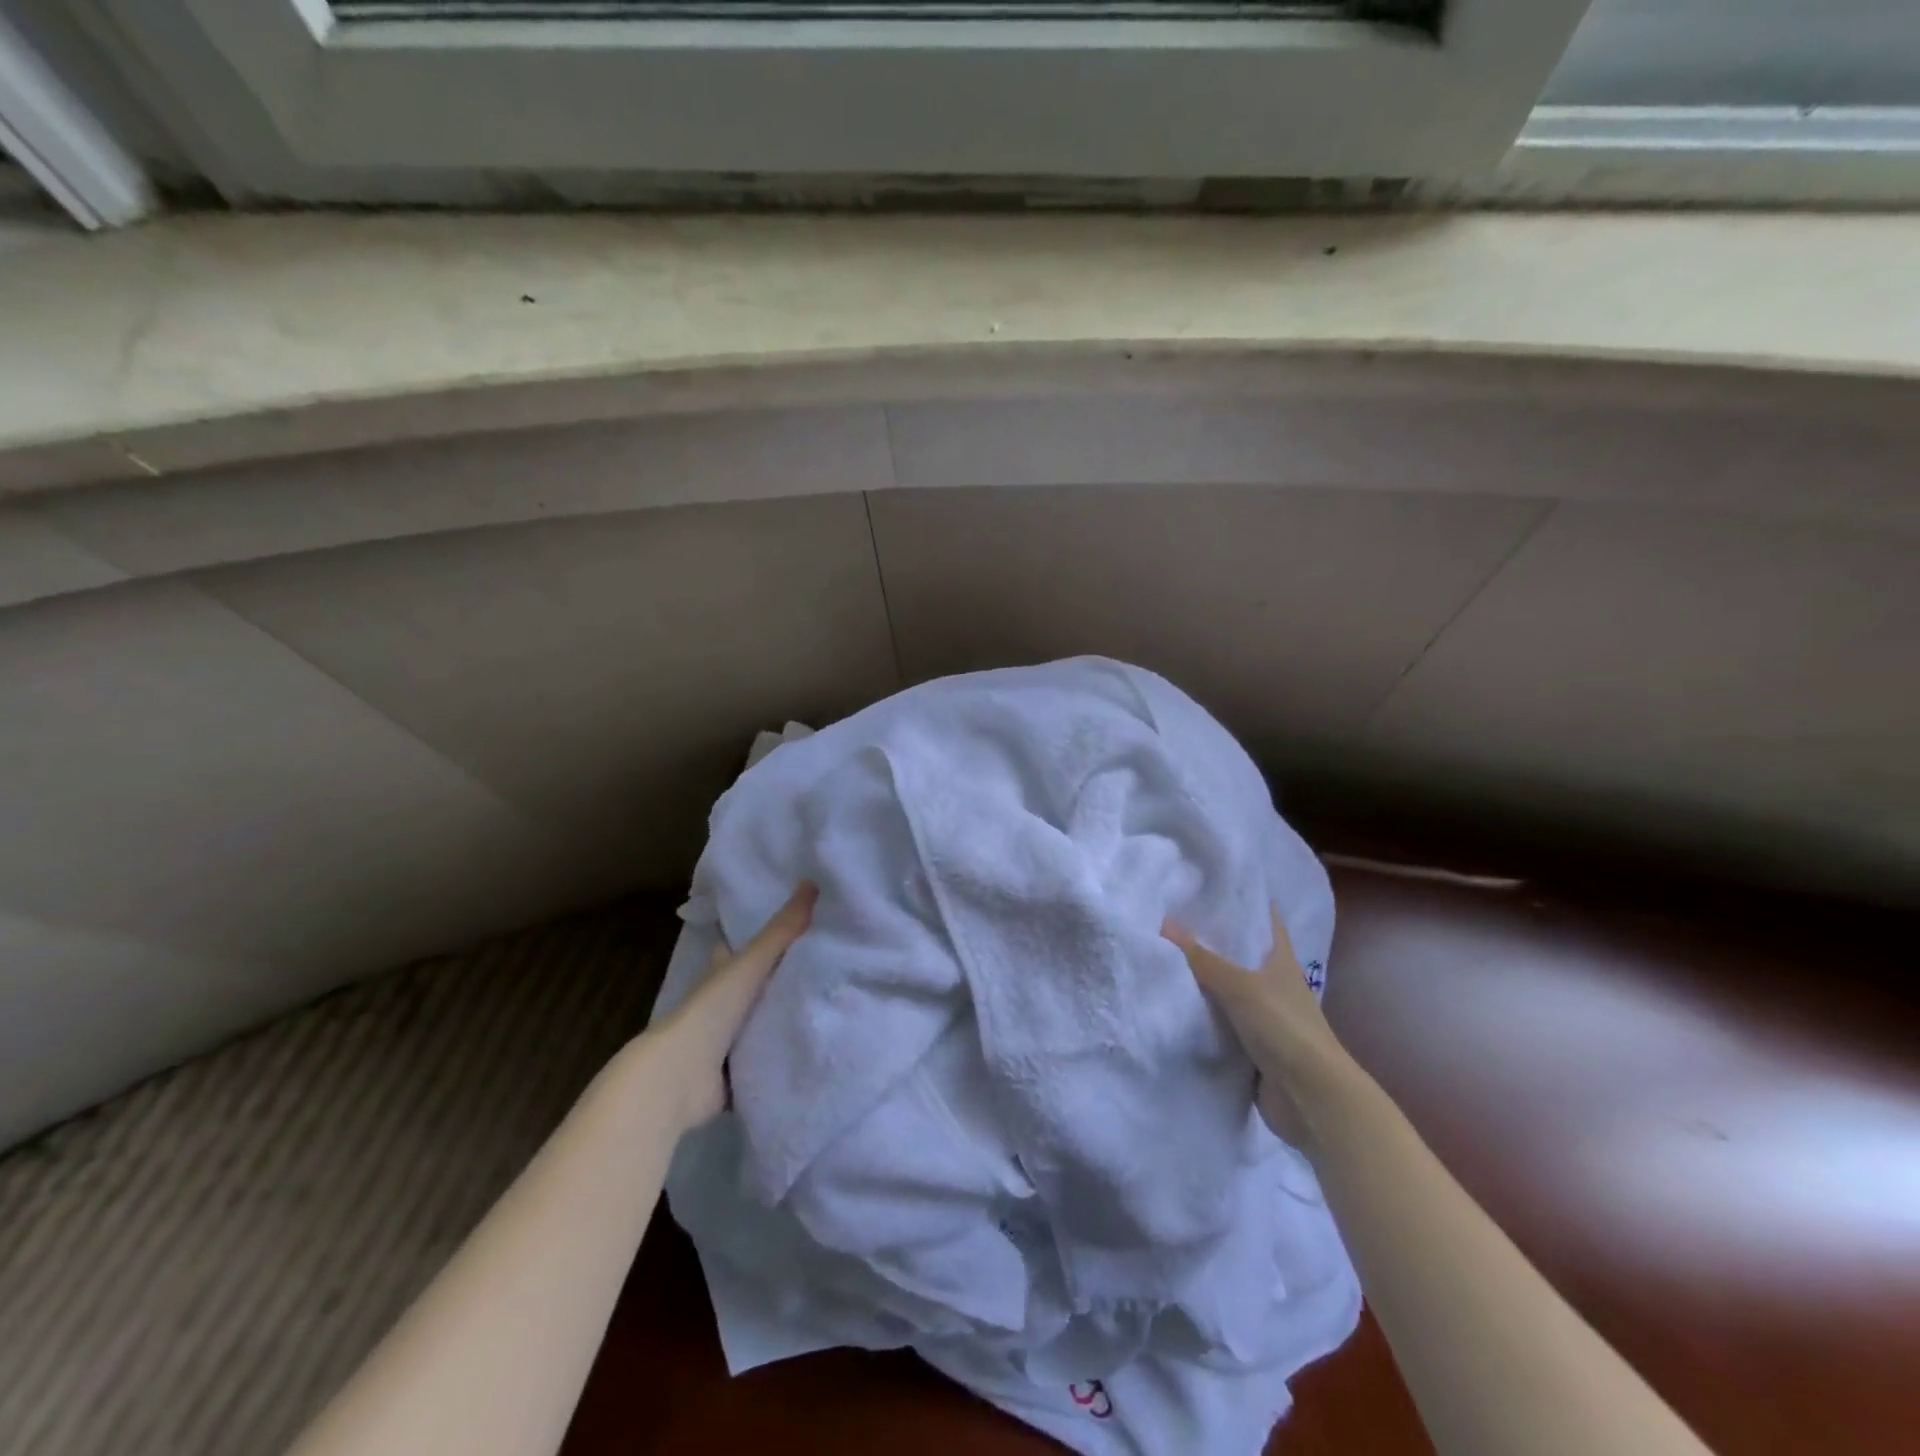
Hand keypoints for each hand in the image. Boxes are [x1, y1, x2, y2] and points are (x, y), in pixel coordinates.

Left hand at [651, 882, 816, 1132]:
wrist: (680, 1076)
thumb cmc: (713, 1010)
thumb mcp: (752, 963)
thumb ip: (782, 930)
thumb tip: (812, 881)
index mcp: (721, 975)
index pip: (738, 950)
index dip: (759, 940)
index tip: (791, 930)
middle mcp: (722, 1006)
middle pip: (754, 988)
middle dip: (779, 981)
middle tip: (824, 970)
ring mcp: (727, 1043)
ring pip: (762, 1024)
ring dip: (784, 1020)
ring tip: (831, 1009)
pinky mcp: (736, 1075)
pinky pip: (767, 1061)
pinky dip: (784, 1057)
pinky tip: (816, 1051)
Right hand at [1163, 906, 1343, 1147]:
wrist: (1311, 1098)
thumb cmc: (1284, 1028)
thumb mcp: (1239, 986)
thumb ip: (1201, 958)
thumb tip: (1162, 922)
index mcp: (1279, 958)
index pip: (1261, 918)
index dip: (1240, 900)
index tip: (1206, 885)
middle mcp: (1271, 982)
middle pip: (1237, 952)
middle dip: (1207, 938)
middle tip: (1166, 917)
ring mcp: (1261, 1014)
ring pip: (1224, 988)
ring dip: (1199, 978)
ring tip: (1158, 954)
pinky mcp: (1249, 1045)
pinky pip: (1218, 1021)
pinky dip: (1199, 1013)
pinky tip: (1169, 1001)